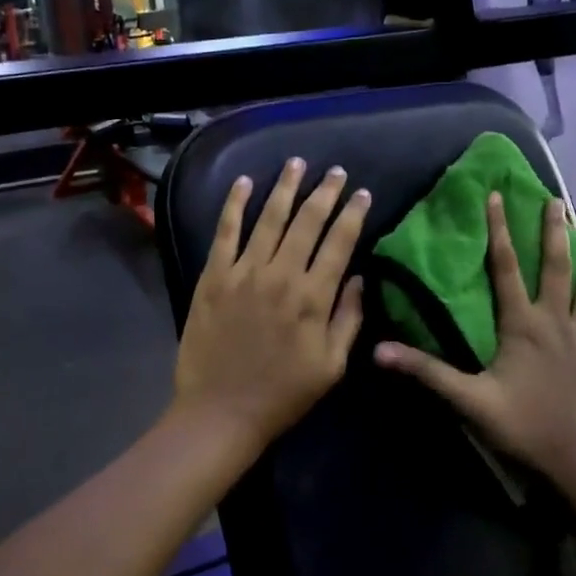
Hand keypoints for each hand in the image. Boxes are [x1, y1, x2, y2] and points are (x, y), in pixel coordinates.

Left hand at [172, 159, 369, 453]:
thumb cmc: (283, 394)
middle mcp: (281, 275)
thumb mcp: (332, 365)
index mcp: (313, 298)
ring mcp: (244, 272)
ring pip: (269, 218)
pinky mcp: (214, 276)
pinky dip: (234, 204)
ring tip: (296, 163)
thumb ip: (348, 318)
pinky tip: (244, 182)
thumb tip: (357, 278)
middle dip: (325, 192)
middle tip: (336, 172)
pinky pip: (226, 231)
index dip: (353, 214)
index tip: (362, 194)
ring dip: (285, 187)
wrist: (221, 411)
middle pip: (307, 222)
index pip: (339, 243)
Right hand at [375, 193, 575, 490]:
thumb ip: (426, 371)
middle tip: (556, 201)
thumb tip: (378, 350)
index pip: (506, 267)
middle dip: (554, 232)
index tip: (497, 195)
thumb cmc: (522, 426)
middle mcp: (557, 322)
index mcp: (523, 324)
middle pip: (556, 268)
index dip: (499, 230)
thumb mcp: (467, 399)